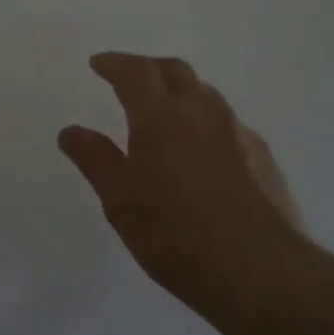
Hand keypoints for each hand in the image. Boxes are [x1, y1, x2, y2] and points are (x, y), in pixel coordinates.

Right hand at [58, 52, 308, 312]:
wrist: (258, 270)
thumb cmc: (174, 234)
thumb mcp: (120, 201)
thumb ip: (95, 160)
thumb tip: (71, 130)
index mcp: (162, 117)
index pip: (136, 72)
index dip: (115, 63)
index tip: (98, 64)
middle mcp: (202, 113)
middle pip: (175, 71)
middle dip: (148, 68)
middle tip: (127, 79)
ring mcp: (238, 133)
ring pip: (205, 94)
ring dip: (179, 91)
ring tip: (163, 111)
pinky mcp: (262, 157)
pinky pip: (227, 123)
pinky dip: (204, 121)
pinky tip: (201, 150)